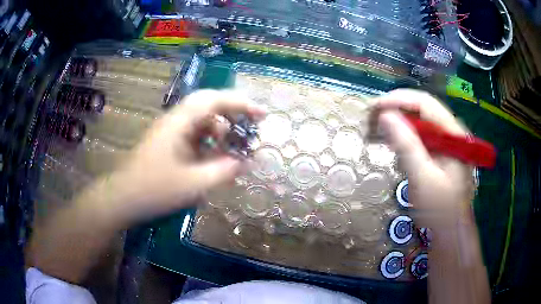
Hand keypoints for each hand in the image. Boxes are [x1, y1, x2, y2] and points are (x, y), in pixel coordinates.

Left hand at [106, 89, 265, 223]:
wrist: (123, 198)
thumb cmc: (154, 190)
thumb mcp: (193, 184)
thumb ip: (223, 171)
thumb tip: (245, 162)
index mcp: (179, 122)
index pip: (214, 100)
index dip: (241, 103)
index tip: (262, 114)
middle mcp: (175, 120)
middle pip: (209, 105)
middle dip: (233, 114)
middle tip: (252, 127)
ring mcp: (171, 132)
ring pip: (202, 121)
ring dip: (221, 132)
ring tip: (232, 152)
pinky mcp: (169, 143)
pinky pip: (195, 136)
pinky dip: (209, 144)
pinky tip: (214, 160)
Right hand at [374, 89, 474, 229]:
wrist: (451, 232)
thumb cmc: (440, 209)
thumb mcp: (423, 178)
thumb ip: (407, 145)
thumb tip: (385, 116)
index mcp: (453, 133)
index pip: (425, 102)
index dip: (399, 100)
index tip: (375, 107)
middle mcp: (451, 132)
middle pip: (422, 109)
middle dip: (396, 109)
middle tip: (372, 118)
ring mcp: (447, 142)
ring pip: (420, 122)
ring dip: (398, 122)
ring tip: (377, 129)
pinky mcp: (441, 153)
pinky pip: (421, 137)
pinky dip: (404, 136)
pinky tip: (392, 144)